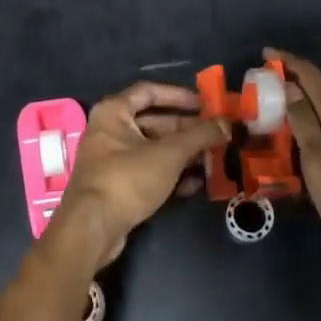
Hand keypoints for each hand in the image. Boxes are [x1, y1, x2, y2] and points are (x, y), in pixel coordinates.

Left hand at [50, 81, 228, 268]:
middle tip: (215, 135)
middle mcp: (109, 130)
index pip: (149, 91)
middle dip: (186, 129)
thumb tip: (227, 123)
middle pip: (153, 122)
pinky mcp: (117, 186)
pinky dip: (170, 174)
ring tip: (213, 159)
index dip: (178, 95)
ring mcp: (112, 160)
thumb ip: (200, 136)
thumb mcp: (169, 154)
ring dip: (183, 153)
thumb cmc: (128, 178)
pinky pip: (148, 171)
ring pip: (153, 149)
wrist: (92, 228)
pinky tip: (196, 184)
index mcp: (113, 112)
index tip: (205, 105)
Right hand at [266, 47, 320, 261]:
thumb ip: (304, 124)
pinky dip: (309, 130)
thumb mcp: (320, 162)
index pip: (312, 78)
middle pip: (319, 93)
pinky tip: (298, 144)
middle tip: (261, 86)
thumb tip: (290, 86)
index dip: (289, 62)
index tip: (265, 52)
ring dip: (299, 108)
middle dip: (291, 83)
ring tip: (271, 112)